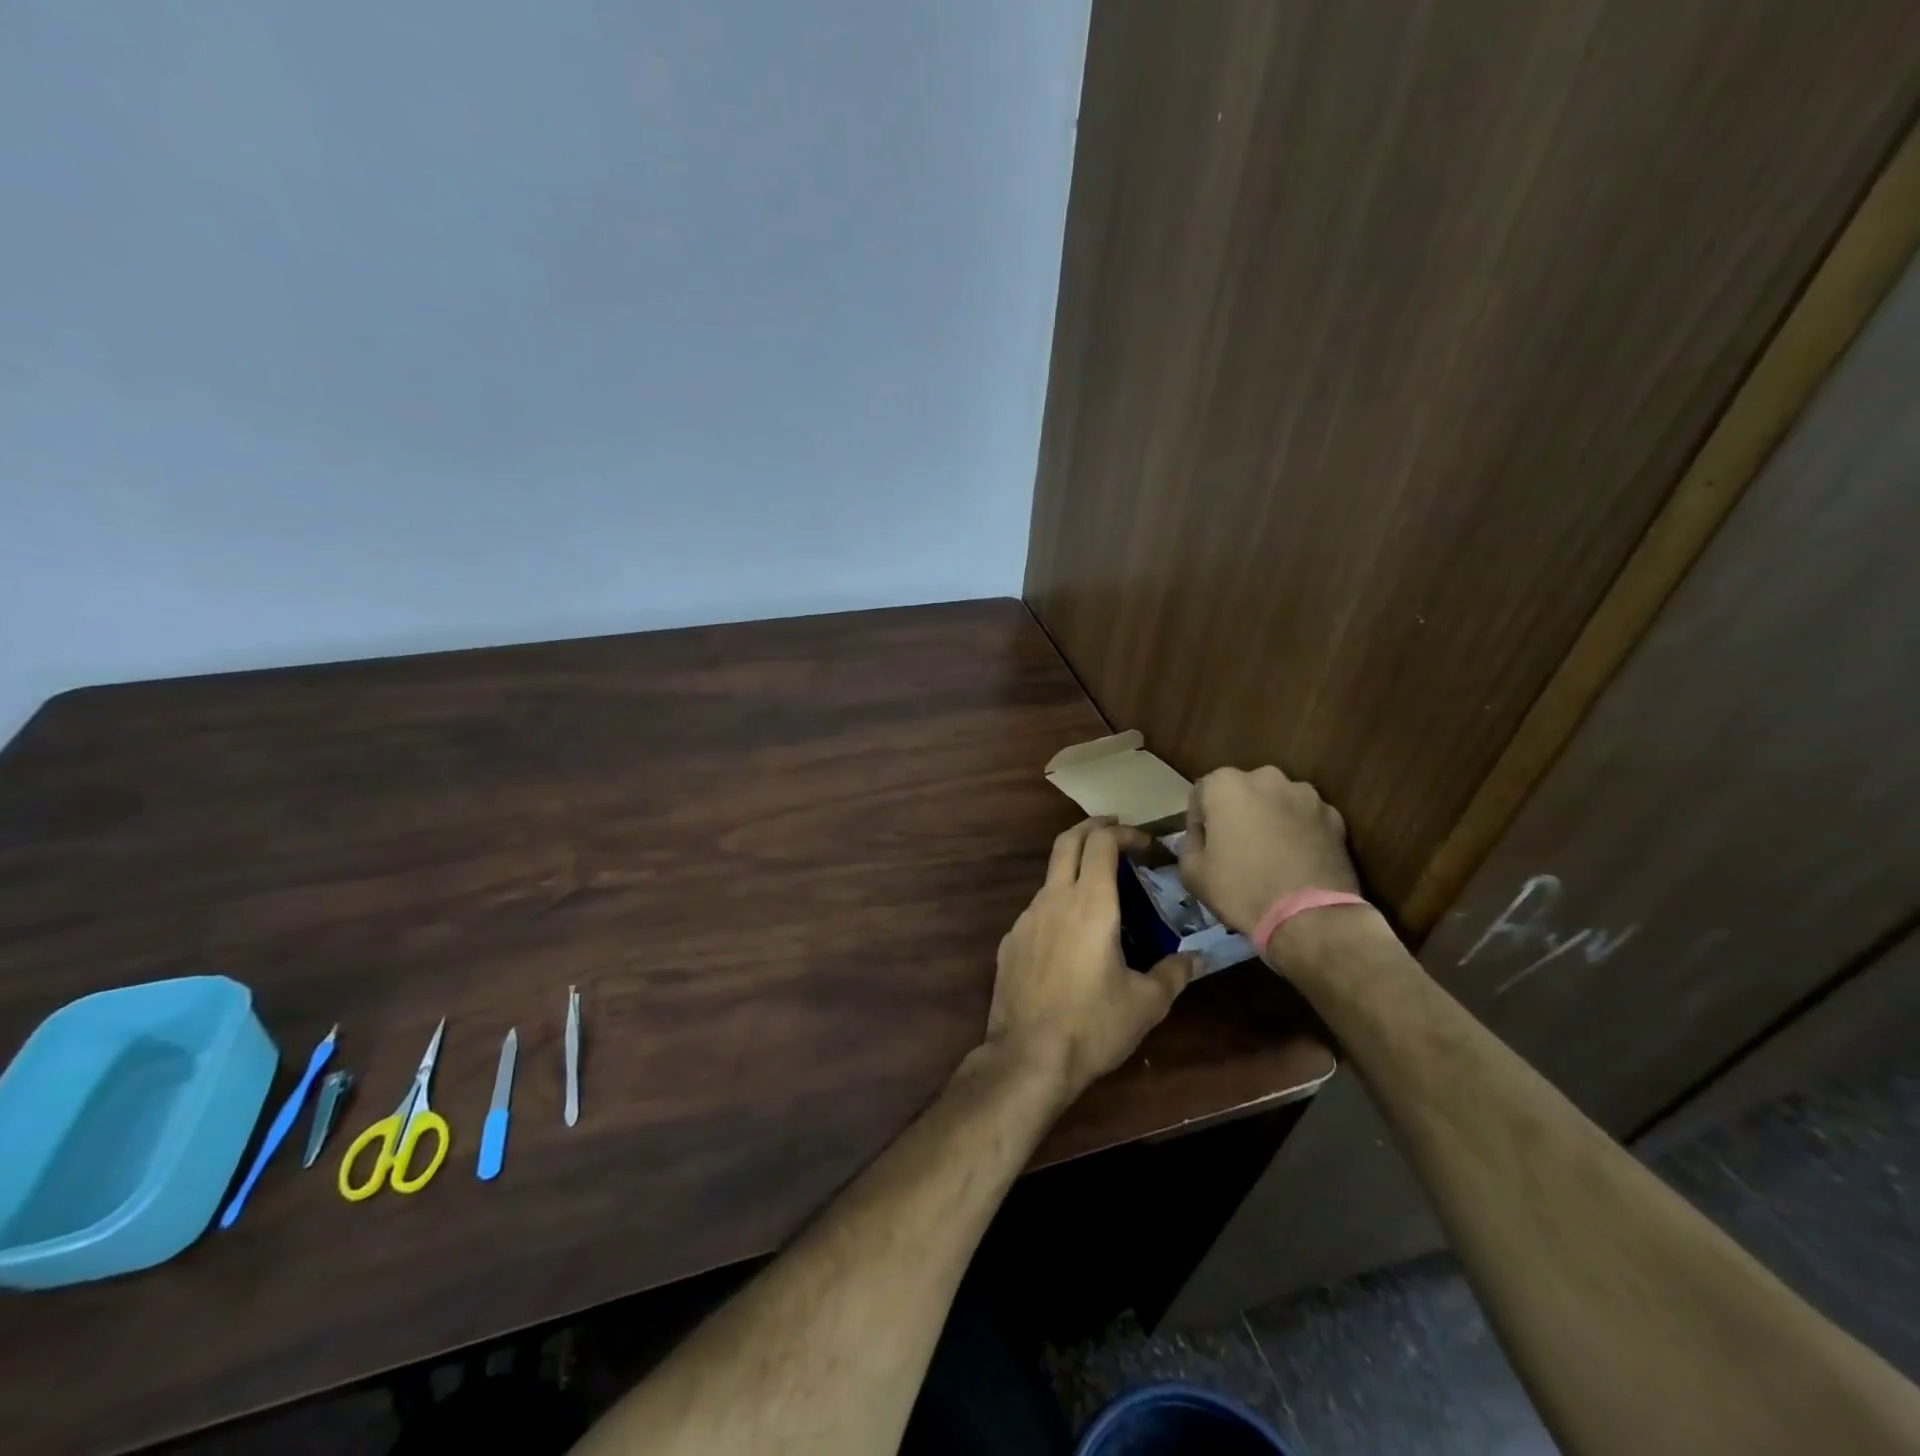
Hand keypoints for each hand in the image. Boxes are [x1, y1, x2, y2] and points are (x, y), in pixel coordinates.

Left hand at [985, 818, 1195, 1102]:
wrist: (1027, 1057)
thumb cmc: (1092, 1025)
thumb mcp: (1146, 1004)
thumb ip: (1174, 974)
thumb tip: (1196, 959)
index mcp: (1090, 904)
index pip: (1102, 843)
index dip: (1124, 834)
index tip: (1145, 845)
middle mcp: (1053, 899)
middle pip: (1067, 842)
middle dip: (1093, 829)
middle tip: (1116, 831)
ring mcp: (1026, 918)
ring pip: (1050, 876)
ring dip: (1075, 869)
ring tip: (1101, 891)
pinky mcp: (1010, 941)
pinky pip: (1037, 909)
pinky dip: (1058, 904)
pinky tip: (1072, 936)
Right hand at [1178, 767, 1359, 936]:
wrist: (1309, 917)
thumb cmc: (1241, 889)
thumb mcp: (1192, 872)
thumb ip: (1190, 842)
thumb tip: (1201, 836)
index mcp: (1226, 785)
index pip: (1202, 793)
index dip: (1200, 820)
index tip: (1205, 845)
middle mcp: (1266, 778)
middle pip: (1243, 792)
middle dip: (1238, 813)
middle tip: (1237, 847)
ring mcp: (1305, 795)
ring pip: (1277, 802)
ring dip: (1270, 819)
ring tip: (1271, 854)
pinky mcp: (1334, 816)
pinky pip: (1306, 818)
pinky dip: (1299, 831)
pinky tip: (1297, 860)